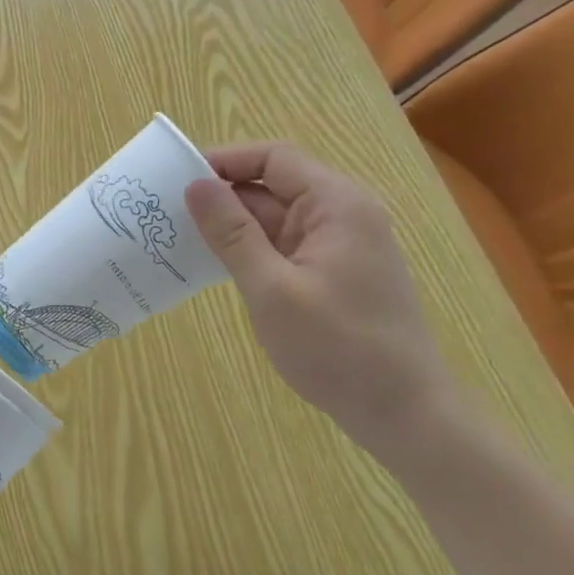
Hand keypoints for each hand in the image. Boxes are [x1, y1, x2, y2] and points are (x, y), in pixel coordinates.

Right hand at [184, 141, 459, 457]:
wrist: (406, 416)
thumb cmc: (338, 349)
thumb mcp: (272, 289)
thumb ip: (231, 233)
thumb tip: (195, 185)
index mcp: (336, 205)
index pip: (273, 158)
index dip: (224, 161)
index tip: (177, 179)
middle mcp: (341, 215)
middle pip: (272, 184)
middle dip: (222, 193)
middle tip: (167, 210)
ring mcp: (338, 245)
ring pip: (274, 216)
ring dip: (231, 224)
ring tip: (179, 234)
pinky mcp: (332, 272)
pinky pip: (282, 244)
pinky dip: (249, 248)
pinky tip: (213, 262)